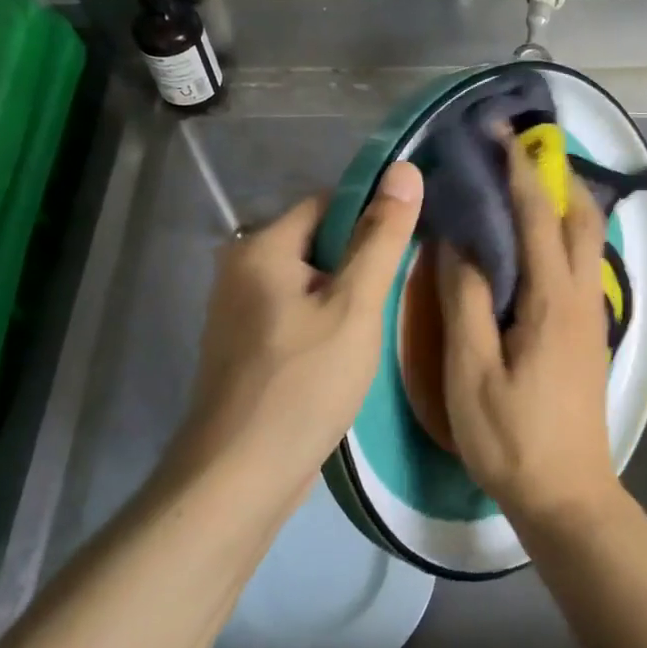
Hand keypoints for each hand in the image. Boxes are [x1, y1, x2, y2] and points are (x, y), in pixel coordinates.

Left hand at [176, 162, 422, 499]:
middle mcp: (240, 270)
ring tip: (379, 325)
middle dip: (359, 263)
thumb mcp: (354, 307)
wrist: (240, 477)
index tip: (409, 245)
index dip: (372, 217)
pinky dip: (323, 324)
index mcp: (260, 248)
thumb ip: (381, 239)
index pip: (327, 203)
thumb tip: (405, 170)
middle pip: (317, 244)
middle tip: (398, 294)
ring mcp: (237, 313)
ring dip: (344, 297)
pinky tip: (348, 353)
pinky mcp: (244, 349)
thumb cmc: (303, 383)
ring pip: (308, 284)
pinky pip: (294, 316)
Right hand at [438, 135, 617, 527]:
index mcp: (552, 301)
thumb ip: (464, 301)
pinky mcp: (590, 334)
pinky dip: (562, 236)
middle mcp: (582, 297)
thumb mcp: (471, 372)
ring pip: (587, 241)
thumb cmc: (512, 437)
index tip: (499, 133)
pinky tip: (533, 244)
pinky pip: (581, 265)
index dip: (519, 170)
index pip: (538, 216)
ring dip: (562, 203)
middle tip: (517, 154)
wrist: (567, 495)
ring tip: (524, 187)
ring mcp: (592, 316)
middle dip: (555, 175)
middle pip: (581, 217)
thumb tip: (457, 243)